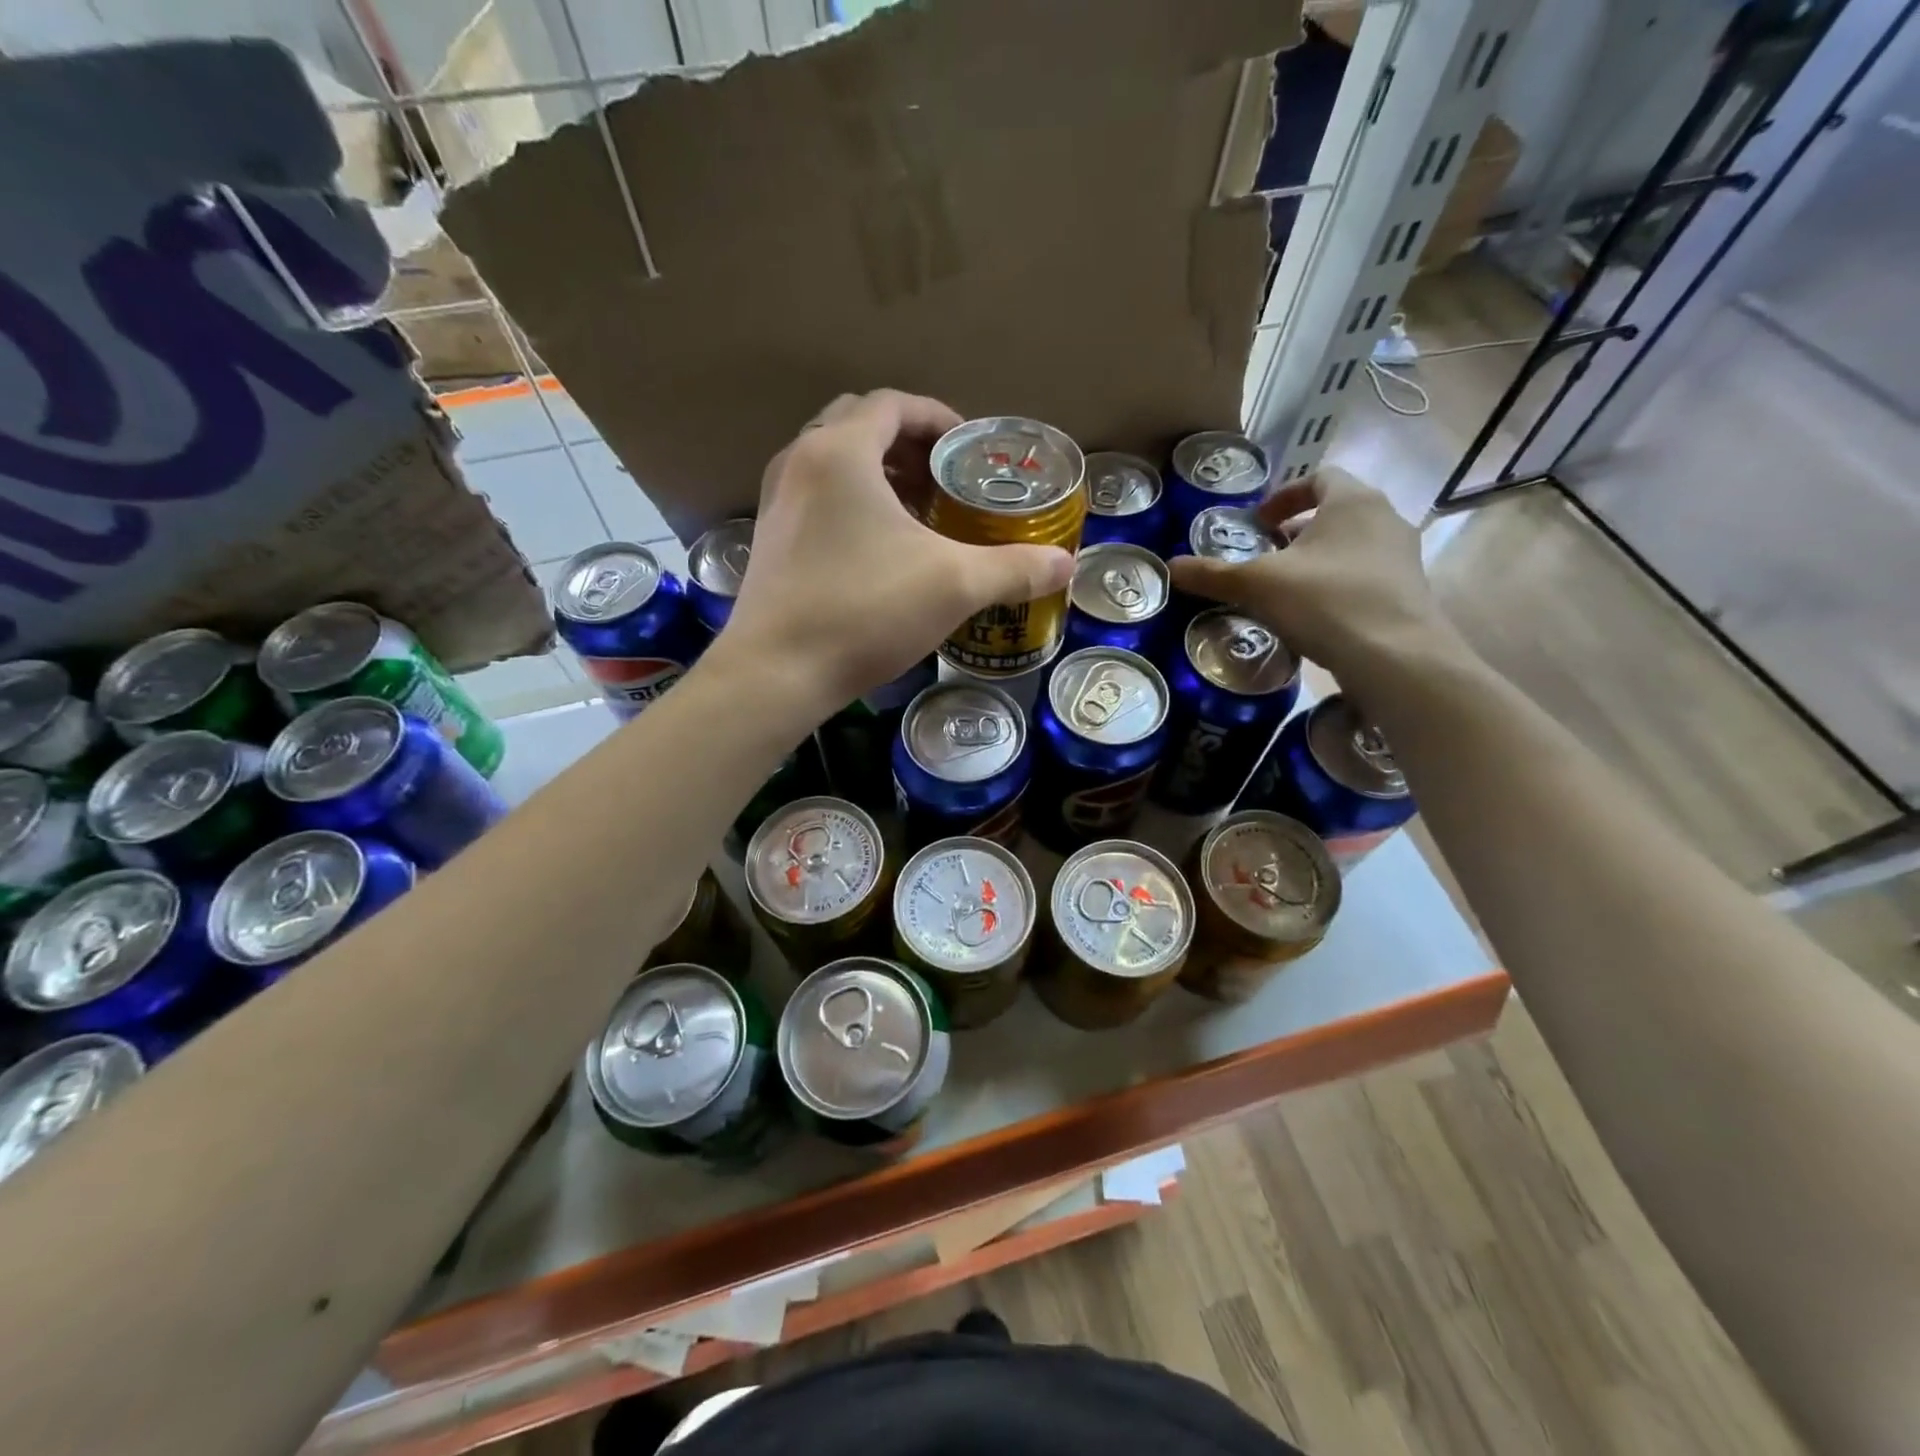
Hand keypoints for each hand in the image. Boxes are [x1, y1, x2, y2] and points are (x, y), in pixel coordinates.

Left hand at [716, 390, 1075, 711]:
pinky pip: (815, 497)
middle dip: (907, 443)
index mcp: (840, 451)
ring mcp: (776, 501)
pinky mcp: (769, 539)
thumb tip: (1066, 565)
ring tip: (917, 511)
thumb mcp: (954, 586)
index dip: (937, 417)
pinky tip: (878, 548)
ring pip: (832, 462)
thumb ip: (1013, 568)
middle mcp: (800, 462)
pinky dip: (850, 503)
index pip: (893, 404)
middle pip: (858, 424)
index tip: (967, 448)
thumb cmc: (865, 611)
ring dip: (877, 472)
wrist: (777, 672)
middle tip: (944, 478)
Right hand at [1168, 465, 1463, 690]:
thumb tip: (1169, 567)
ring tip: (1286, 589)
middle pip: (1336, 512)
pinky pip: (1366, 576)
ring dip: (1318, 559)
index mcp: (1352, 500)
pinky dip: (1337, 585)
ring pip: (1352, 545)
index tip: (1258, 522)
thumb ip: (1213, 574)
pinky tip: (1315, 617)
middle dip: (1297, 531)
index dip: (1284, 495)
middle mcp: (1385, 518)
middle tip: (1266, 557)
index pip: (1319, 477)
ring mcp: (1403, 556)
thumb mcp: (1257, 585)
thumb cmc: (1325, 601)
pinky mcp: (1409, 592)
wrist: (1395, 657)